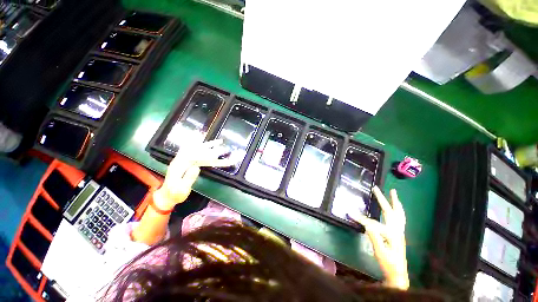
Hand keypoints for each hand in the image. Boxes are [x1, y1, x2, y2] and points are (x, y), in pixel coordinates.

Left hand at [154, 139, 233, 209]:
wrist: (166, 196)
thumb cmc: (175, 195)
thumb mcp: (181, 190)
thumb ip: (188, 178)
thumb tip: (196, 167)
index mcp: (178, 166)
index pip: (192, 156)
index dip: (204, 153)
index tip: (215, 153)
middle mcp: (180, 160)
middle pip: (195, 149)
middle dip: (208, 145)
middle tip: (220, 142)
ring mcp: (182, 161)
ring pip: (195, 150)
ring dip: (206, 145)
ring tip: (218, 142)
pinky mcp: (185, 163)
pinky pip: (194, 153)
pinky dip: (200, 147)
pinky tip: (205, 144)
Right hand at [348, 186, 408, 289]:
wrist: (398, 274)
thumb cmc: (388, 264)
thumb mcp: (380, 252)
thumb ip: (374, 237)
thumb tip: (367, 224)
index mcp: (392, 234)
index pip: (373, 223)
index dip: (361, 218)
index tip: (350, 213)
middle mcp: (397, 230)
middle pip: (390, 211)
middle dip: (382, 199)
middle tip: (377, 188)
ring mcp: (399, 231)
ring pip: (399, 213)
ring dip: (395, 202)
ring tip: (393, 193)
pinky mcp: (399, 233)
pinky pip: (399, 218)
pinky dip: (397, 210)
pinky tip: (395, 208)